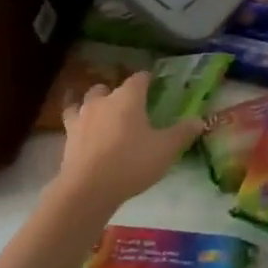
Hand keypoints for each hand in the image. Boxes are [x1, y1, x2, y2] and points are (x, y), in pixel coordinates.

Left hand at [53, 73, 202, 213]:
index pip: (139, 78)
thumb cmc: (132, 163)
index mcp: (128, 98)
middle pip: (109, 87)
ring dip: (95, 103)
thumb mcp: (166, 149)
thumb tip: (199, 120)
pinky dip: (77, 122)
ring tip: (102, 113)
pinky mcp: (68, 137)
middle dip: (118, 92)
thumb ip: (182, 133)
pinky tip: (81, 130)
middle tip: (130, 106)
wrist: (88, 188)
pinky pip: (71, 120)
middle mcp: (103, 101)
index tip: (154, 83)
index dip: (147, 79)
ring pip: (87, 101)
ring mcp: (82, 117)